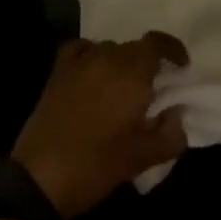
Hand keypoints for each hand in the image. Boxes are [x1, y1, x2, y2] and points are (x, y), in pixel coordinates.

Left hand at [12, 32, 190, 219]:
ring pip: (109, 49)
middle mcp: (106, 58)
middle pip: (134, 47)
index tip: (181, 67)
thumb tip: (177, 114)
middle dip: (148, 63)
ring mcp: (79, 62)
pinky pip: (81, 50)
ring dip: (121, 63)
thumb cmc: (96, 166)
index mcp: (131, 74)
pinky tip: (93, 73)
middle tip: (154, 89)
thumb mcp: (143, 158)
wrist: (40, 176)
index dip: (173, 50)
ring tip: (124, 88)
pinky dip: (92, 55)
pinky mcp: (58, 71)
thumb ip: (171, 134)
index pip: (156, 43)